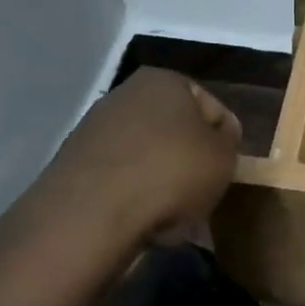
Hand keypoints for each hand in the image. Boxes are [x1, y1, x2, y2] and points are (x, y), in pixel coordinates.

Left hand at [47, 69, 241, 242]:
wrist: (93, 213)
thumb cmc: (172, 172)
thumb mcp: (225, 157)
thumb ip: (230, 141)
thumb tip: (219, 138)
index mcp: (164, 80)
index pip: (212, 108)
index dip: (227, 142)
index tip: (229, 172)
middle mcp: (125, 95)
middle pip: (176, 133)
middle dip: (192, 164)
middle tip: (206, 195)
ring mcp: (95, 129)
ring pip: (148, 158)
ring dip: (165, 184)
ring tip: (178, 219)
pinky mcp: (74, 165)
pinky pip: (121, 180)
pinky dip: (136, 197)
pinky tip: (147, 224)